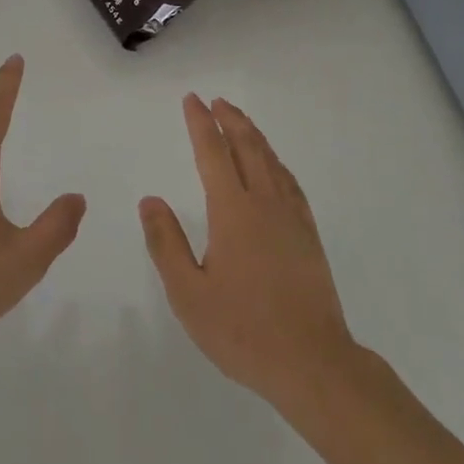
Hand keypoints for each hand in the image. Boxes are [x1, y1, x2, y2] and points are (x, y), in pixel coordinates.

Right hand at [141, 94, 356, 409]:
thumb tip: (150, 199)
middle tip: (216, 101)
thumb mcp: (189, 294)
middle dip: (229, 120)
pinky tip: (274, 166)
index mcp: (232, 211)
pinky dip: (276, 162)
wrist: (313, 364)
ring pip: (271, 160)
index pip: (213, 153)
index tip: (192, 100)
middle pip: (246, 147)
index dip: (201, 124)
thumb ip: (166, 243)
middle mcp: (264, 203)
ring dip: (253, 135)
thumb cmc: (243, 331)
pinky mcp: (309, 235)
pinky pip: (290, 182)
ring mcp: (291, 217)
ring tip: (240, 121)